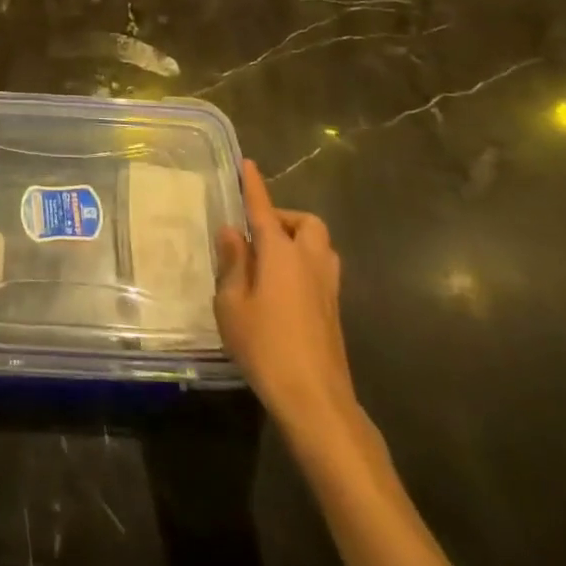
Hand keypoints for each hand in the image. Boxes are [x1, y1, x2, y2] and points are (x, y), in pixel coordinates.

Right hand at [215, 160, 366, 451]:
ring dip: (298, 241)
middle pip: (307, 223)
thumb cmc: (266, 347)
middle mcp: (309, 262)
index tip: (248, 164)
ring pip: (320, 246)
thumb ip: (233, 264)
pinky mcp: (334, 312)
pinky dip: (303, 266)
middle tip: (259, 233)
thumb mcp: (232, 304)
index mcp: (281, 253)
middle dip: (285, 218)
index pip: (264, 209)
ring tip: (270, 260)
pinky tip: (281, 290)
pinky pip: (320, 271)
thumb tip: (233, 233)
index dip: (254, 186)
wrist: (316, 402)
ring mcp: (327, 288)